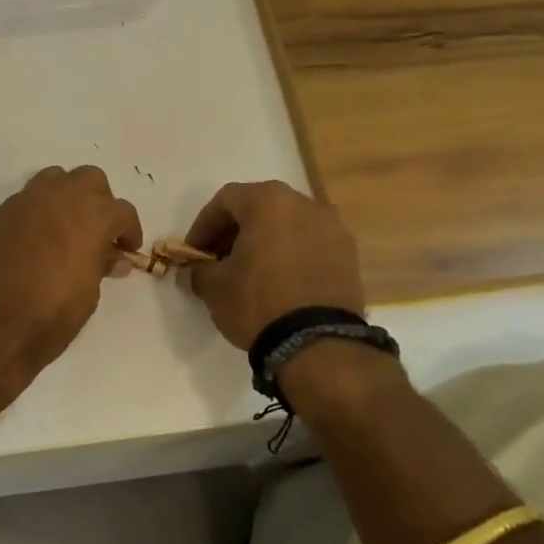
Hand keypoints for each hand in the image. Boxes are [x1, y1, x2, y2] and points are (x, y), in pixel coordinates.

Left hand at [0, 166, 142, 386]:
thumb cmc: (51, 315)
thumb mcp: (89, 294)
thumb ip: (101, 266)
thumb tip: (112, 258)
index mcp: (92, 215)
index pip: (122, 211)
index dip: (129, 230)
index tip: (127, 249)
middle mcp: (59, 197)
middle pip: (90, 180)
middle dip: (98, 201)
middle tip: (97, 231)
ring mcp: (24, 202)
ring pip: (54, 180)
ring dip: (65, 197)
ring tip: (65, 228)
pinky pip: (25, 203)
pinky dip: (36, 214)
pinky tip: (33, 242)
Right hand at [183, 180, 365, 349]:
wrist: (317, 342)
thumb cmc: (258, 301)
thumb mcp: (213, 287)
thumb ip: (197, 270)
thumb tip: (193, 271)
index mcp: (270, 201)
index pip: (226, 200)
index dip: (203, 225)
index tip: (194, 253)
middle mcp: (306, 204)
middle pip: (260, 209)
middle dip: (235, 232)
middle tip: (218, 261)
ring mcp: (334, 229)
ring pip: (288, 226)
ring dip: (264, 243)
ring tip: (249, 274)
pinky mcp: (350, 256)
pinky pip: (310, 246)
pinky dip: (290, 257)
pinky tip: (278, 284)